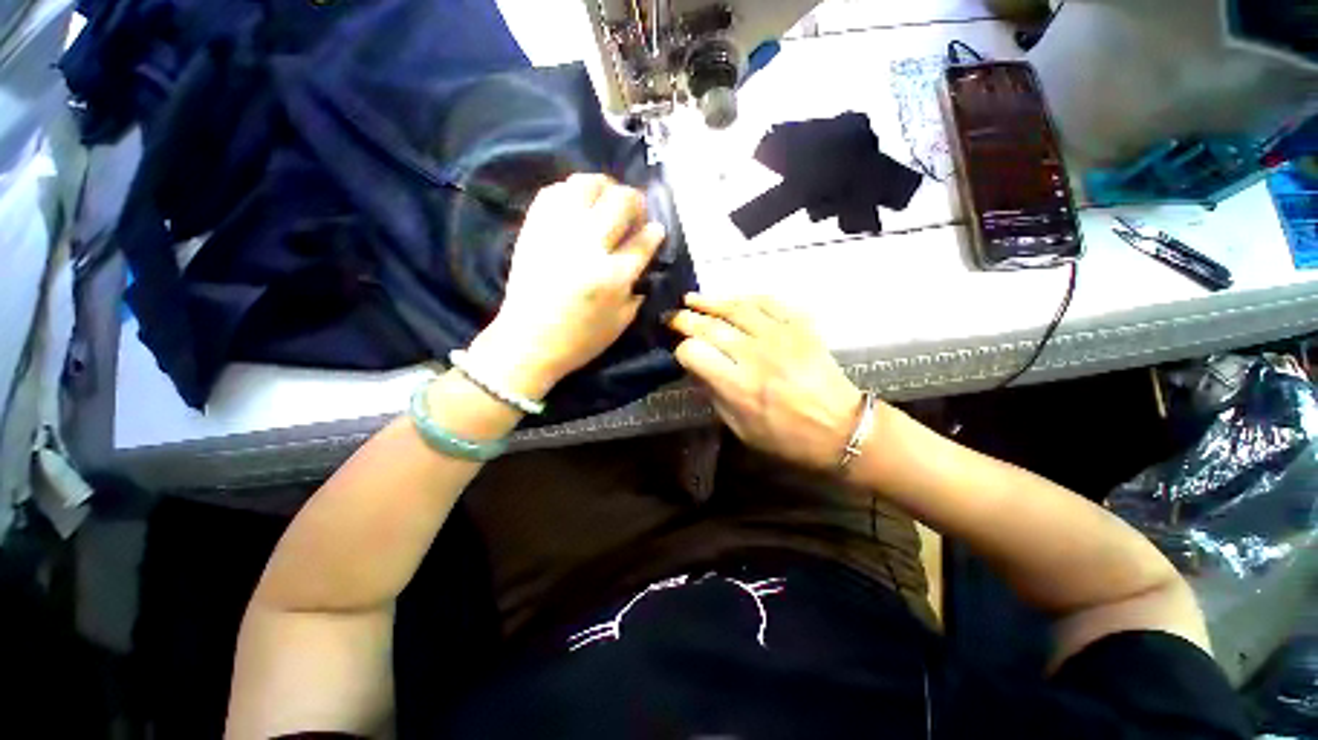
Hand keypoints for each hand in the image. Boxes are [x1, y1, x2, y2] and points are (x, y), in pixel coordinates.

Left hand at [470, 174, 665, 399]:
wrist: (528, 342)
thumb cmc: (580, 340)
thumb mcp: (621, 323)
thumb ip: (637, 290)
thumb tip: (642, 260)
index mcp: (613, 276)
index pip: (643, 240)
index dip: (654, 231)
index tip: (655, 229)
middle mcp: (588, 247)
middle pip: (620, 202)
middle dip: (636, 202)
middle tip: (634, 214)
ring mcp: (557, 233)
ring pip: (587, 185)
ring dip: (605, 187)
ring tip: (607, 202)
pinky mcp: (533, 228)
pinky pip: (554, 192)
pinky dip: (572, 192)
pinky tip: (578, 206)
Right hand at [668, 294, 864, 469]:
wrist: (841, 429)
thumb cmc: (787, 437)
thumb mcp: (740, 428)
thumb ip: (714, 395)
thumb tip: (698, 368)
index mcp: (737, 385)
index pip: (694, 353)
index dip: (681, 350)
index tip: (681, 352)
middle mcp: (754, 355)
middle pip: (710, 326)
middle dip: (685, 319)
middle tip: (673, 316)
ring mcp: (779, 336)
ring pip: (735, 308)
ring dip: (710, 301)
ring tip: (692, 298)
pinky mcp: (800, 326)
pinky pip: (768, 302)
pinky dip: (745, 298)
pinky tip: (732, 299)